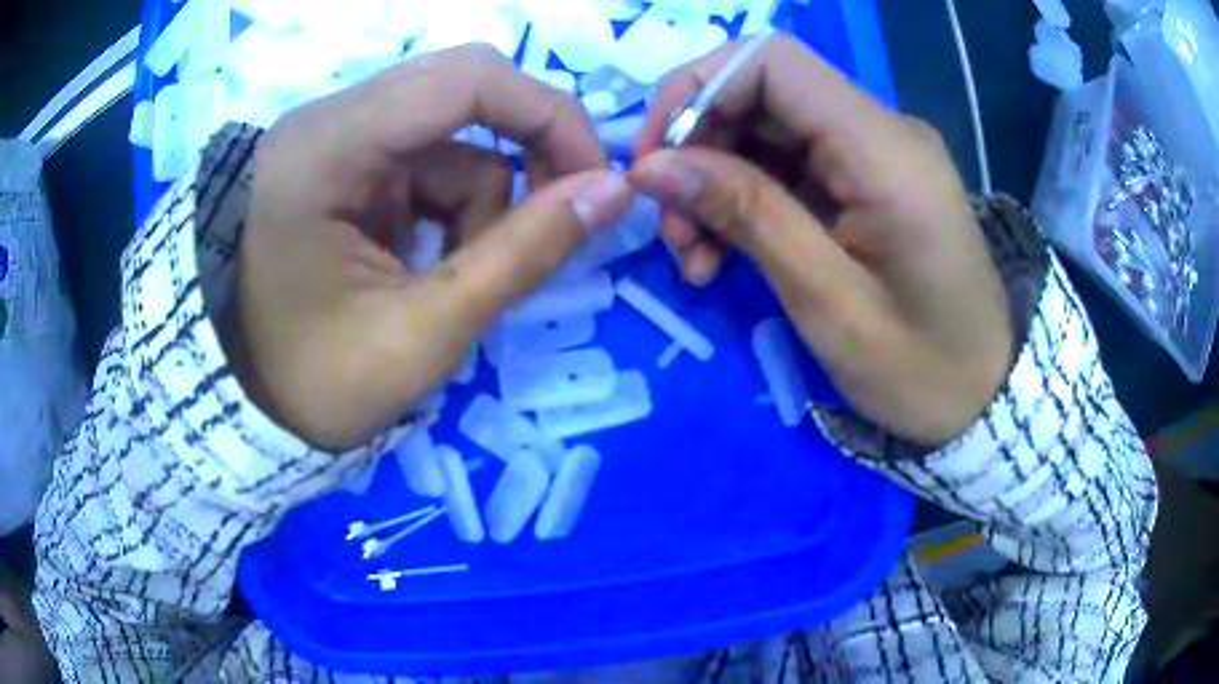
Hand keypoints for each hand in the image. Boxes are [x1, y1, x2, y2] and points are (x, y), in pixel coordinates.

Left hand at [231, 45, 634, 449]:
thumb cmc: (313, 383)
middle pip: (463, 90)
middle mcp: (328, 121)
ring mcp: (334, 140)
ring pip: (452, 136)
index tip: (595, 181)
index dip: (549, 116)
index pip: (466, 78)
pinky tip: (424, 264)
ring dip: (478, 202)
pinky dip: (449, 210)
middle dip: (524, 152)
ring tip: (449, 279)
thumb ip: (523, 256)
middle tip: (554, 217)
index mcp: (326, 148)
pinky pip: (426, 162)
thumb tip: (615, 191)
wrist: (243, 405)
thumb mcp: (422, 333)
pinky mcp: (344, 165)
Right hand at [631, 35, 1011, 445]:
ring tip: (693, 256)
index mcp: (884, 150)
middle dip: (698, 148)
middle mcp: (881, 130)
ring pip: (766, 129)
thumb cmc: (920, 368)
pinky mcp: (867, 179)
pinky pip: (788, 164)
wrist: (982, 395)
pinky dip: (745, 201)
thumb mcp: (828, 302)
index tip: (654, 160)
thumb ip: (747, 216)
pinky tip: (722, 254)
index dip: (697, 90)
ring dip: (714, 181)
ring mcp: (875, 153)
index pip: (772, 61)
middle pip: (762, 91)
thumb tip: (652, 166)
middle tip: (670, 228)